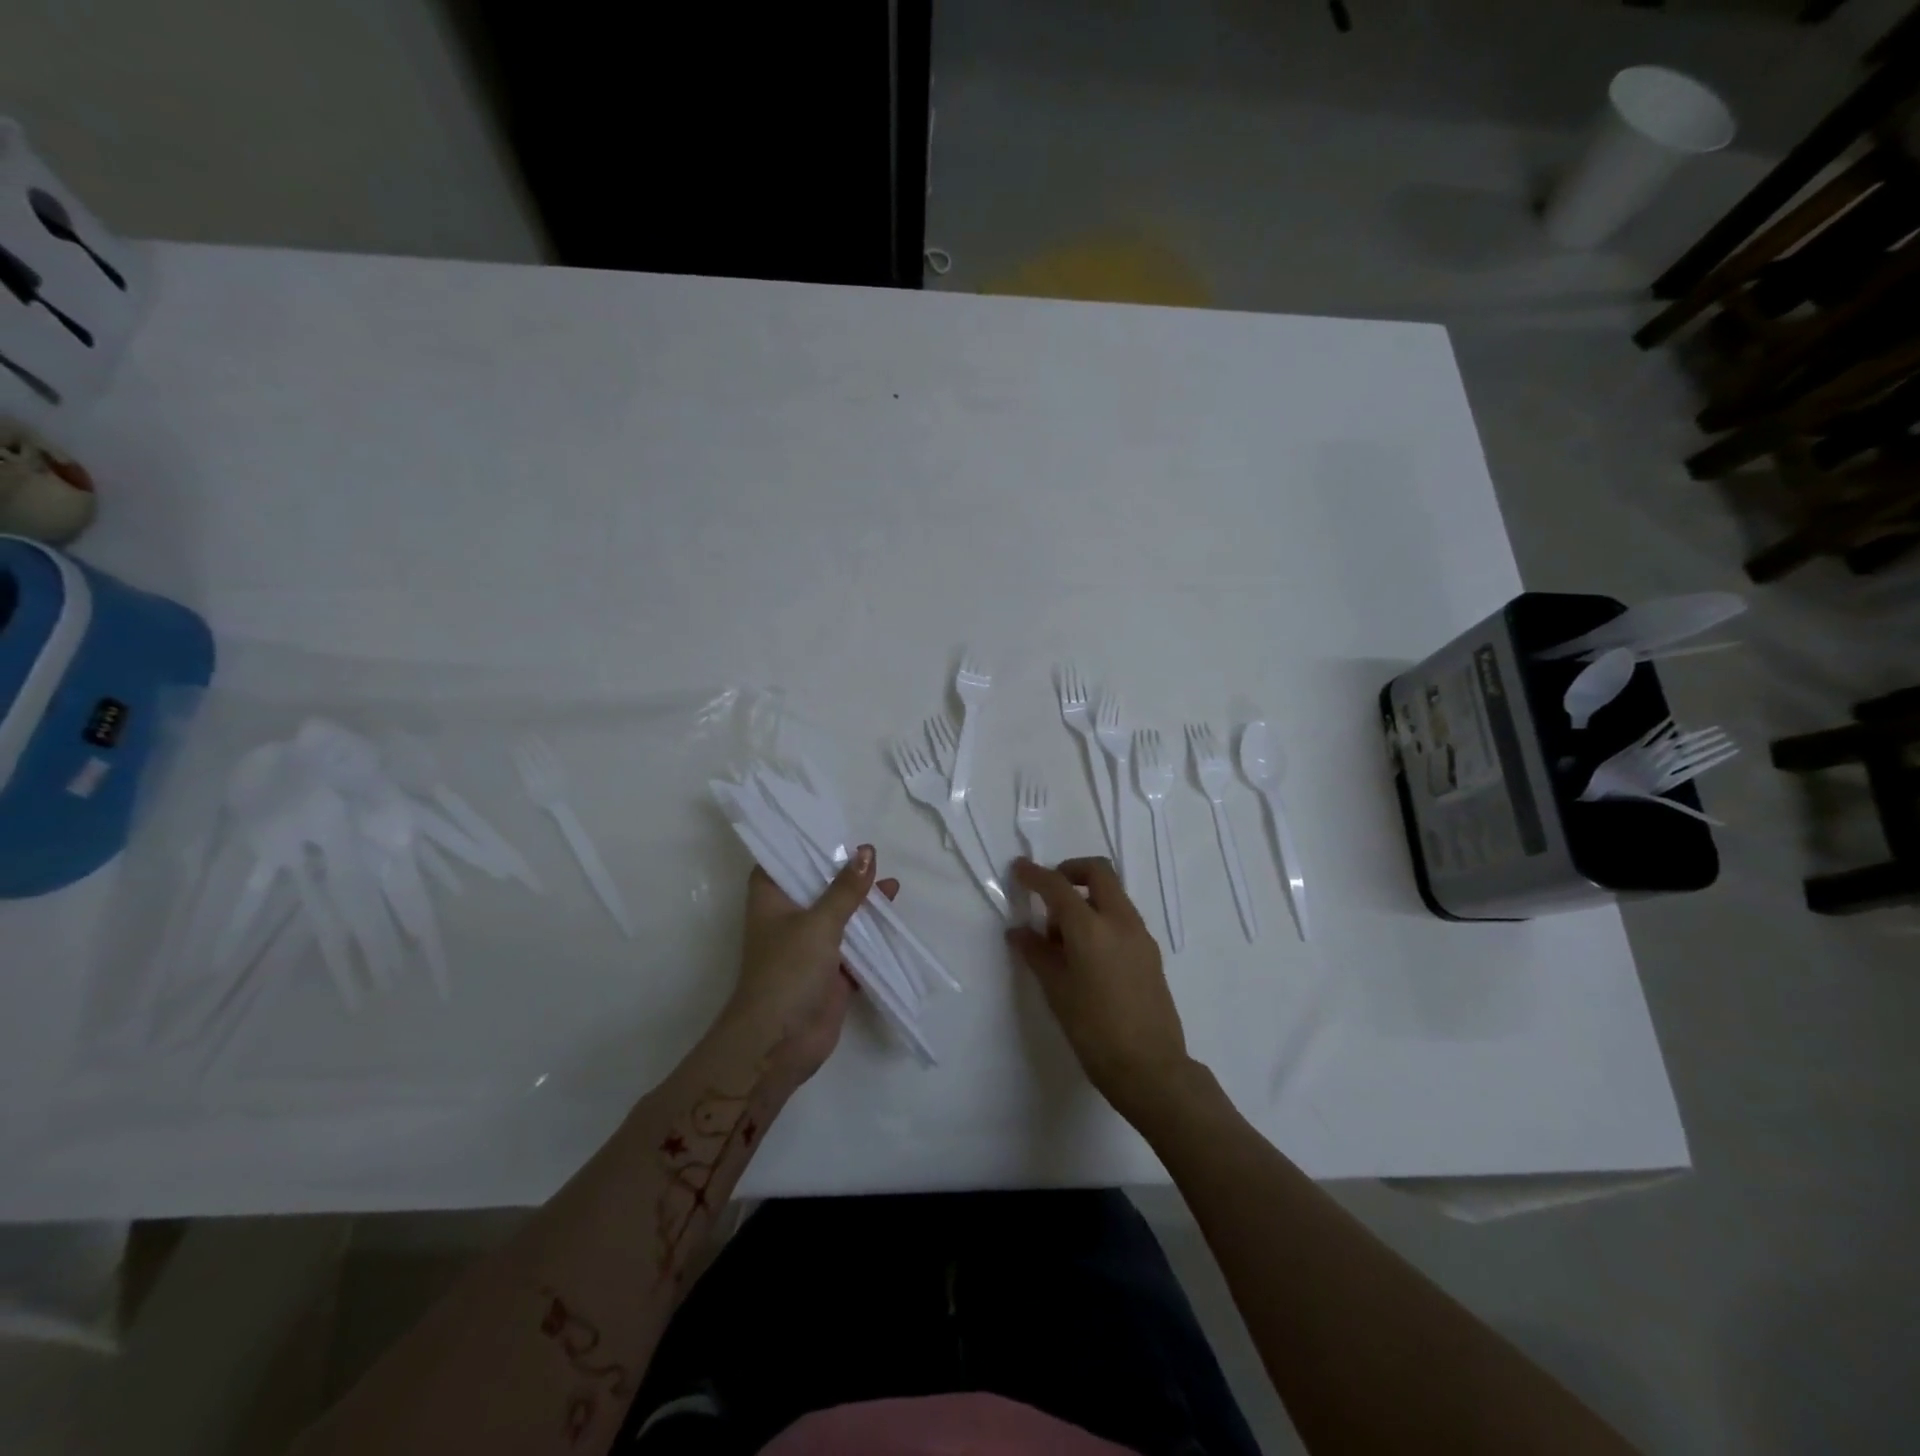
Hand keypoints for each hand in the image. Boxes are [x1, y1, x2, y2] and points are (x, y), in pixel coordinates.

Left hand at [719, 847, 897, 1086]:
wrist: (780, 1042)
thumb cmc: (788, 971)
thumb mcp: (819, 923)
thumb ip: (845, 889)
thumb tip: (867, 851)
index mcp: (771, 899)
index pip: (783, 860)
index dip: (803, 844)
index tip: (832, 828)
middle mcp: (788, 917)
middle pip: (817, 886)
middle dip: (844, 873)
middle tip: (872, 854)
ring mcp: (810, 946)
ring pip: (840, 915)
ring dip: (863, 904)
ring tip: (891, 886)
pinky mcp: (830, 971)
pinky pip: (855, 945)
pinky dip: (872, 935)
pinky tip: (893, 920)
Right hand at [1006, 857, 1192, 1123]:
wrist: (1150, 1068)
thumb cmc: (1094, 1030)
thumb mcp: (1056, 990)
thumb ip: (1036, 953)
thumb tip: (1019, 931)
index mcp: (1091, 928)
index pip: (1058, 886)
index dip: (1035, 874)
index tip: (1018, 869)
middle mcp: (1120, 921)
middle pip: (1098, 871)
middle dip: (1070, 871)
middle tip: (1049, 893)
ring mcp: (1140, 935)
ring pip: (1112, 894)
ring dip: (1086, 897)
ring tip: (1062, 936)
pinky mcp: (1150, 952)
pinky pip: (1122, 917)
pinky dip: (1101, 917)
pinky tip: (1086, 953)